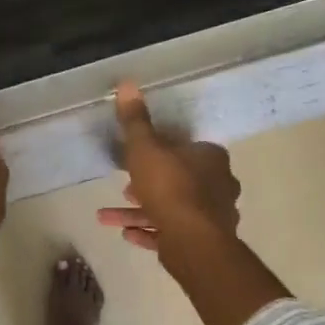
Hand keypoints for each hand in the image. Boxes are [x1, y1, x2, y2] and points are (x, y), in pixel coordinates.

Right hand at [96, 81, 241, 252]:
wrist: (192, 240)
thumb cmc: (170, 187)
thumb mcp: (145, 148)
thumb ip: (136, 121)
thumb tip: (127, 83)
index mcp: (210, 157)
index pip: (184, 147)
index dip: (158, 152)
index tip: (135, 159)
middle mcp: (217, 184)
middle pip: (177, 179)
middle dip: (147, 184)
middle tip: (123, 188)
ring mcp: (211, 215)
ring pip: (170, 208)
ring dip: (139, 212)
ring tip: (107, 217)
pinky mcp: (201, 241)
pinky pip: (170, 233)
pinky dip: (149, 232)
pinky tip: (127, 235)